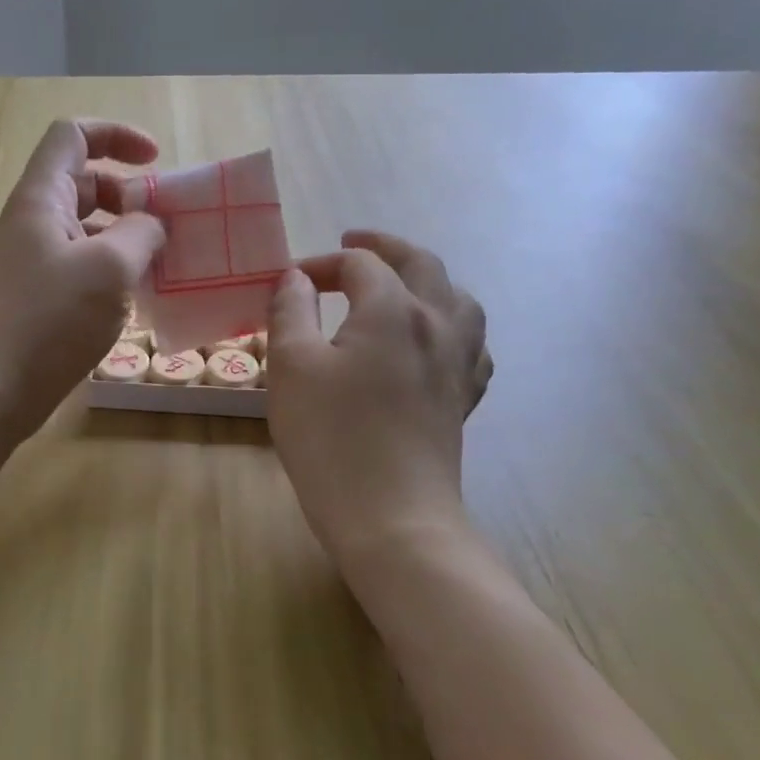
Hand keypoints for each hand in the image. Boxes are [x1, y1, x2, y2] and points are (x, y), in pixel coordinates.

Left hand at [0, 120, 165, 446]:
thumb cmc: (48, 319)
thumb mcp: (109, 268)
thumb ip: (141, 233)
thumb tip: (153, 226)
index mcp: (43, 196)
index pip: (74, 134)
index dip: (117, 135)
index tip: (156, 162)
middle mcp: (35, 220)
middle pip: (86, 181)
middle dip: (130, 194)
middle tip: (168, 225)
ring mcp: (36, 260)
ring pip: (88, 227)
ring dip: (127, 235)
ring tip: (163, 263)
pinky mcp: (41, 296)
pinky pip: (84, 265)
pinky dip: (114, 269)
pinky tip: (140, 298)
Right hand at [265, 231, 492, 566]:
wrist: (391, 517)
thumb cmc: (331, 437)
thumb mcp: (291, 366)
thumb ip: (291, 310)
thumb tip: (297, 278)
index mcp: (394, 310)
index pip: (360, 264)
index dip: (322, 263)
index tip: (288, 282)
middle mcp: (437, 325)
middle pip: (421, 265)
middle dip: (385, 247)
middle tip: (353, 242)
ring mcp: (459, 363)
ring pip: (459, 299)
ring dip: (427, 279)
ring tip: (402, 283)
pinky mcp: (463, 399)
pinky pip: (471, 344)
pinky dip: (451, 325)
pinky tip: (435, 340)